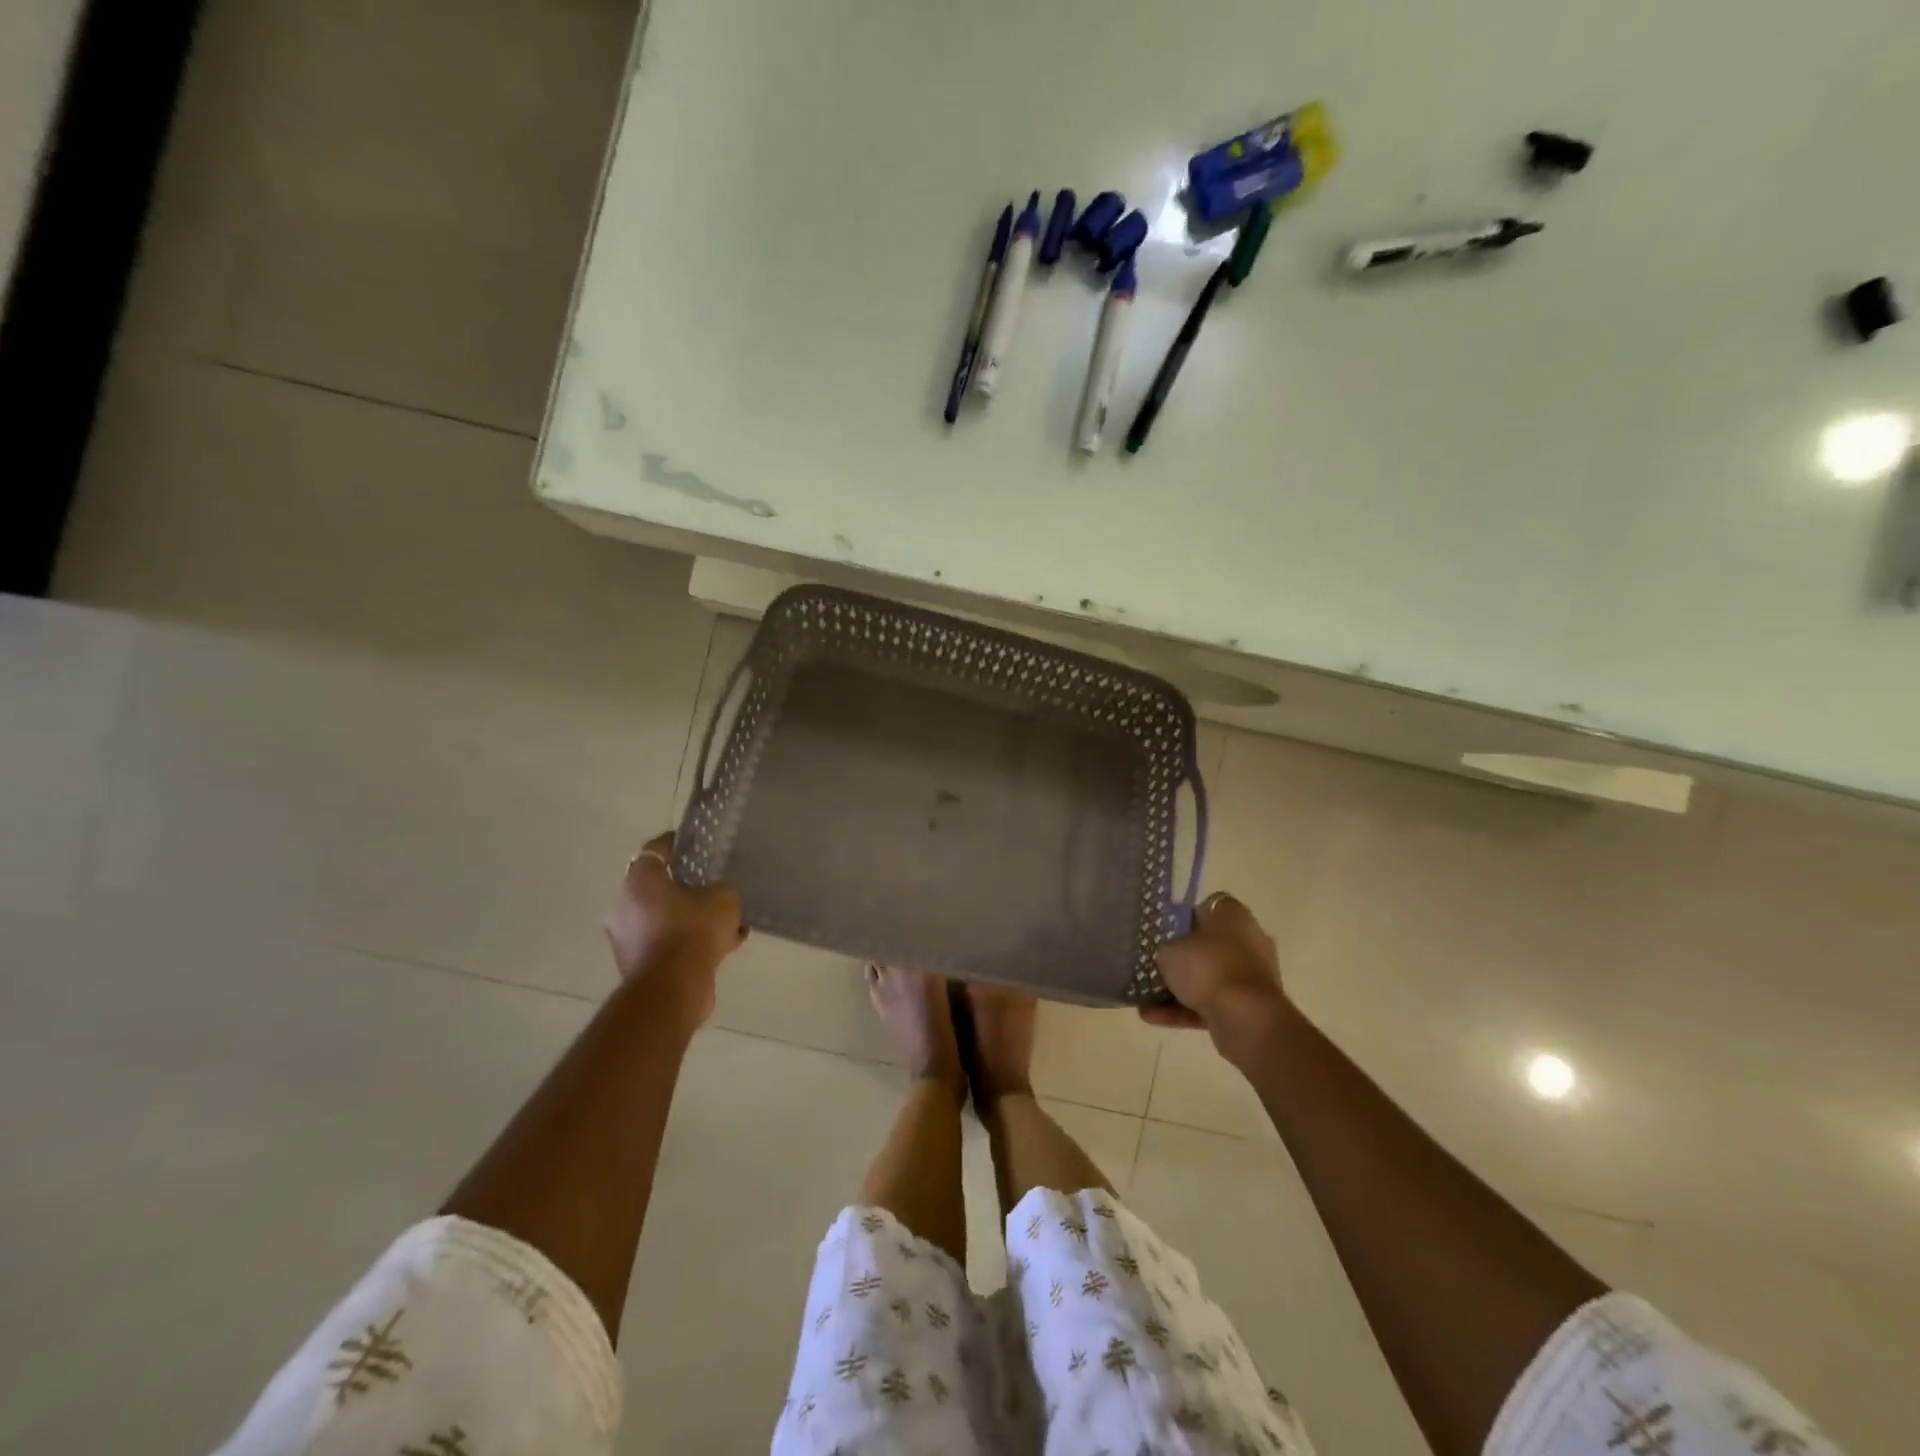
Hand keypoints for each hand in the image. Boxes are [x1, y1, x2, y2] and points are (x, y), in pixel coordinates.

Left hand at [603, 831, 746, 1021]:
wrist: (672, 988)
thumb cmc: (693, 931)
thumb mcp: (724, 899)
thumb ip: (722, 891)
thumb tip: (717, 896)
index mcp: (640, 881)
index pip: (656, 850)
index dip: (677, 844)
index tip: (695, 844)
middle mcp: (625, 906)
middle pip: (659, 888)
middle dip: (687, 888)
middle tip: (713, 887)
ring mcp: (628, 939)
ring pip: (665, 919)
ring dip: (690, 920)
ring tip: (726, 924)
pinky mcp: (638, 966)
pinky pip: (669, 945)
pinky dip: (690, 945)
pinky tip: (723, 949)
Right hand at [1142, 891, 1289, 1057]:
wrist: (1245, 1018)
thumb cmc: (1206, 968)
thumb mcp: (1168, 950)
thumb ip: (1166, 948)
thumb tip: (1169, 953)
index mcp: (1234, 914)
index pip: (1208, 907)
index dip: (1184, 918)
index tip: (1165, 933)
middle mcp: (1249, 939)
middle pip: (1210, 944)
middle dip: (1184, 957)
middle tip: (1158, 965)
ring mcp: (1253, 974)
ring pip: (1210, 977)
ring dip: (1182, 988)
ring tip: (1147, 1000)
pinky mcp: (1252, 1005)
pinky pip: (1214, 1002)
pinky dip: (1188, 1010)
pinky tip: (1155, 1017)